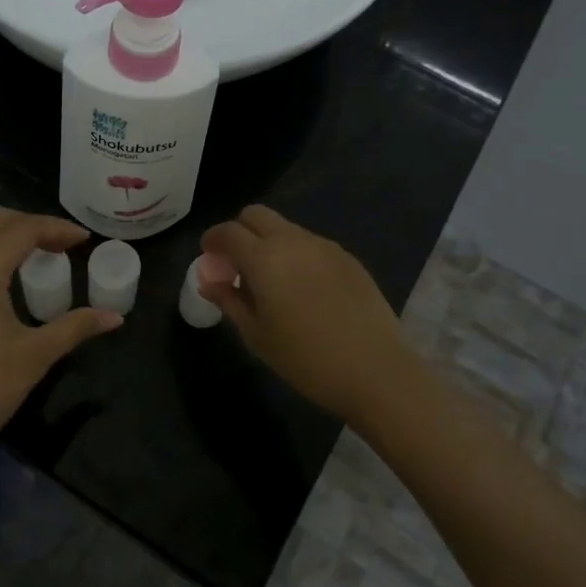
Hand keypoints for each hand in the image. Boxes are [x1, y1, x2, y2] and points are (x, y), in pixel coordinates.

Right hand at [198, 205, 423, 423]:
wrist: (376, 371)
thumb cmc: (305, 359)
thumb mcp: (257, 335)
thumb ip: (229, 300)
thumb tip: (209, 281)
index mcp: (264, 258)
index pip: (228, 232)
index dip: (212, 240)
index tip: (208, 257)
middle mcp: (293, 241)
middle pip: (256, 215)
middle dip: (239, 231)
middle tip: (236, 264)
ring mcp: (324, 246)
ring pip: (285, 228)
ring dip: (269, 243)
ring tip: (271, 281)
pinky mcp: (348, 258)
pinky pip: (311, 245)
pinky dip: (296, 255)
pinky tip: (304, 290)